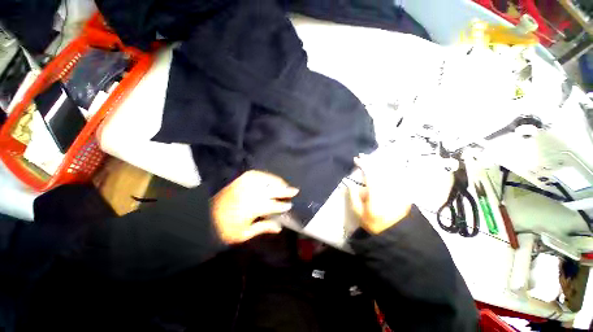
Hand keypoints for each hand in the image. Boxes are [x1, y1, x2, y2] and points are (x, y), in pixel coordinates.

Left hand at [211, 170, 298, 243]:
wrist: (204, 214)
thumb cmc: (224, 227)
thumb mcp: (243, 234)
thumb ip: (263, 228)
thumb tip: (279, 227)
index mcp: (254, 208)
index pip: (274, 205)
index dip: (283, 205)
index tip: (290, 205)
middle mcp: (253, 194)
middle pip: (274, 190)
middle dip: (286, 190)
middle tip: (295, 190)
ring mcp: (247, 184)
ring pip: (267, 181)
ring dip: (278, 182)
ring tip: (285, 184)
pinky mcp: (241, 179)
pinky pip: (258, 175)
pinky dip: (267, 176)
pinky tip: (271, 179)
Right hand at [349, 152, 454, 234]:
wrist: (395, 232)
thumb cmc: (373, 223)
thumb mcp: (358, 212)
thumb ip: (353, 197)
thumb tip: (350, 184)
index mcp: (376, 194)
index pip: (370, 174)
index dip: (363, 164)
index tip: (356, 159)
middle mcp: (388, 188)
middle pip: (380, 169)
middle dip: (370, 160)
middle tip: (362, 156)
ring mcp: (398, 189)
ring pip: (390, 170)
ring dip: (380, 162)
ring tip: (372, 158)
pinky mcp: (404, 191)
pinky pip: (398, 175)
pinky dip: (391, 168)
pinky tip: (386, 165)